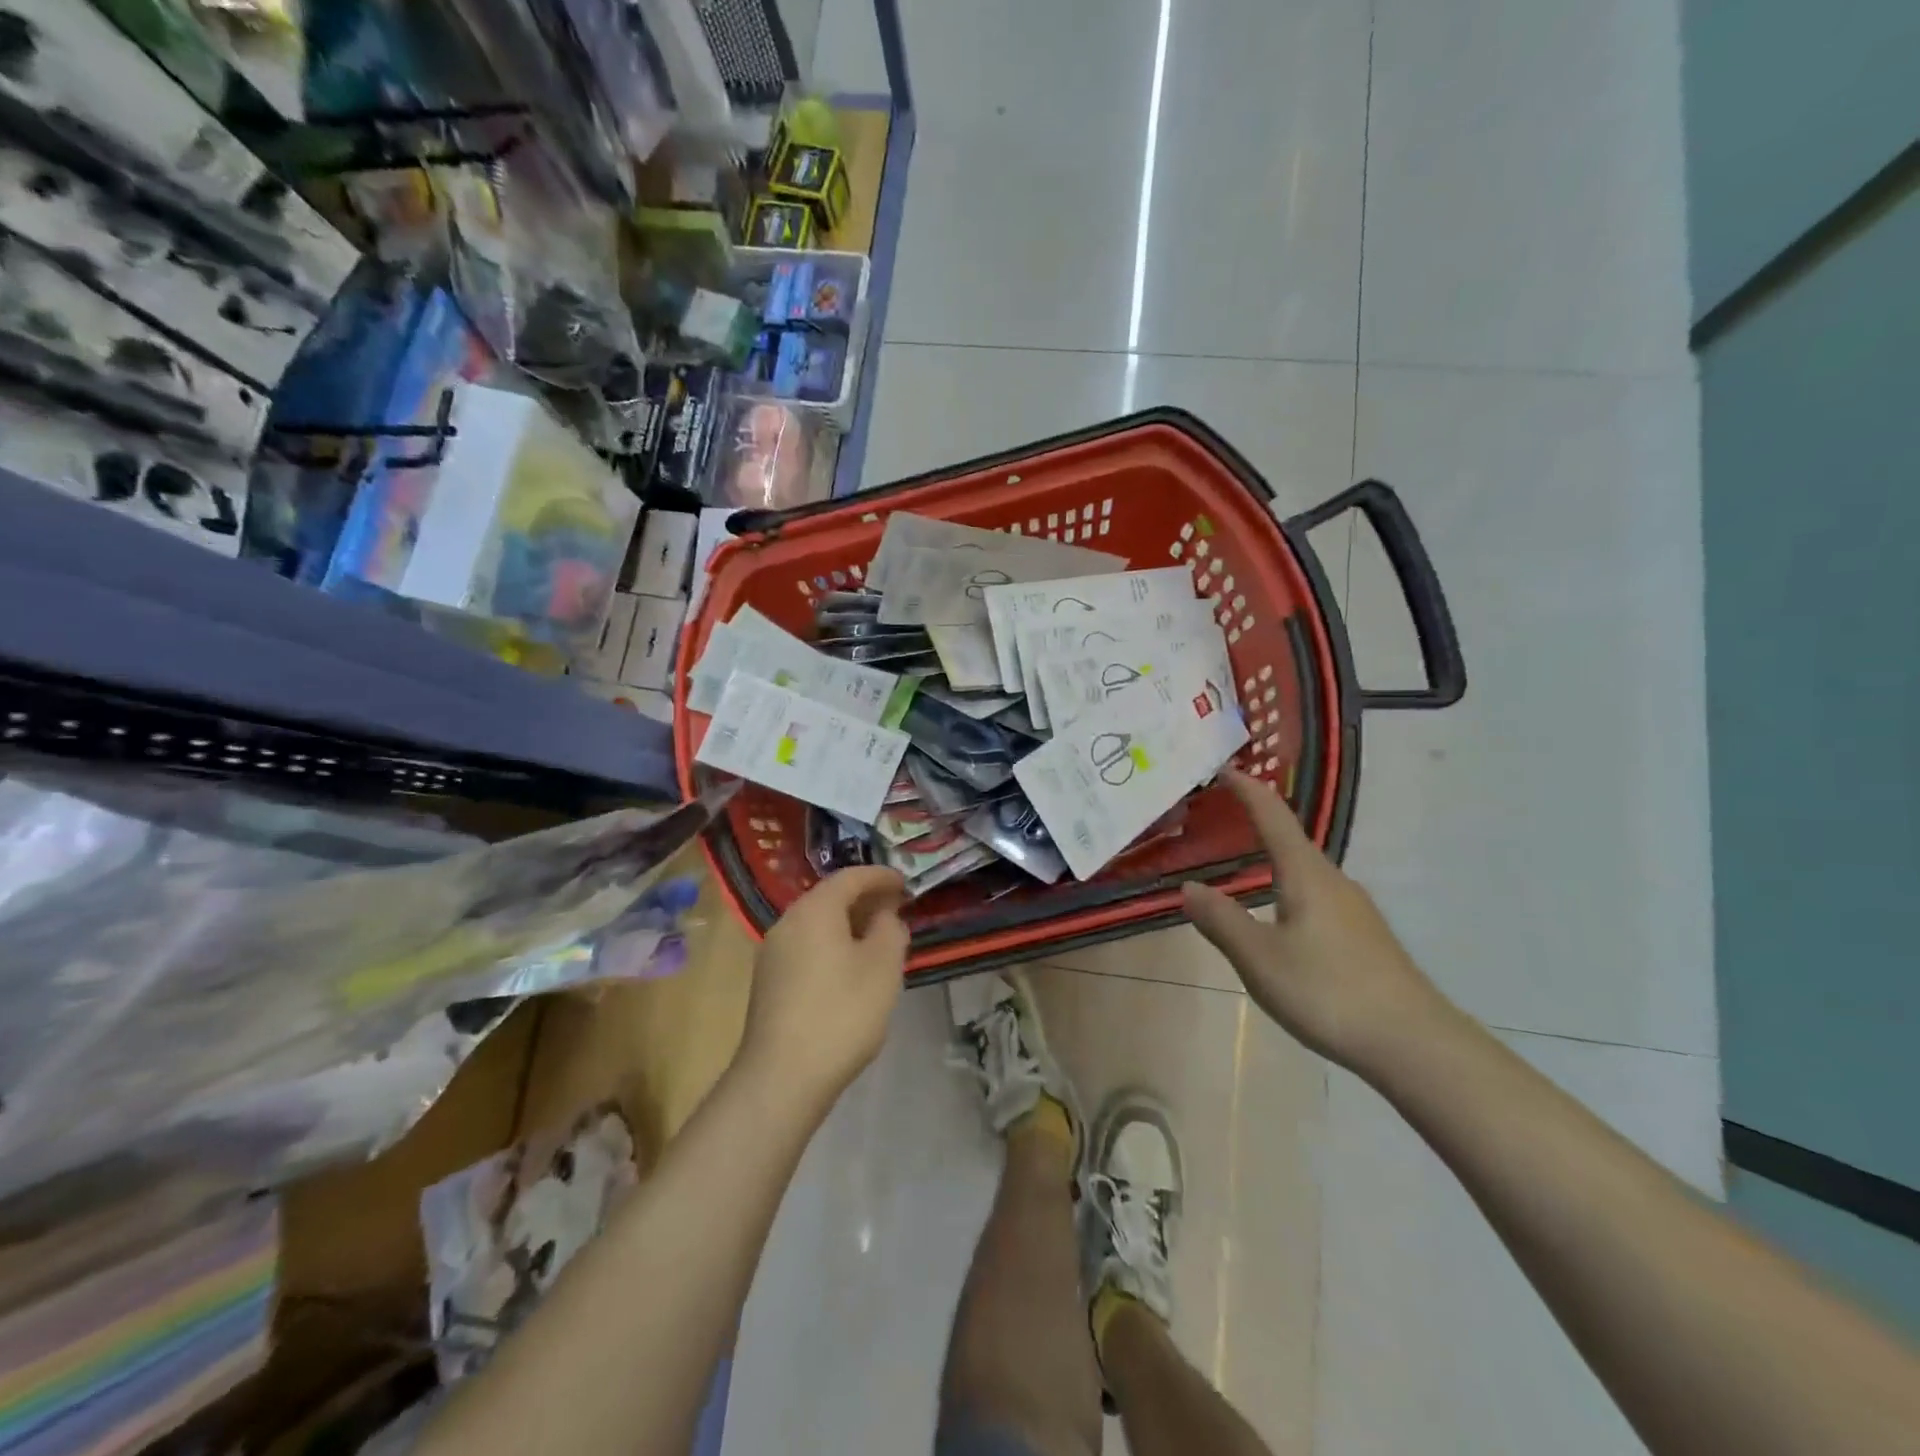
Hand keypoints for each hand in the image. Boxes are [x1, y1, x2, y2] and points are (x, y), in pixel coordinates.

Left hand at [738, 866, 910, 1106]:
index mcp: (814, 910)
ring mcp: (772, 953)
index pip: (850, 877)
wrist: (782, 1077)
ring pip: (816, 924)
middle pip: (830, 897)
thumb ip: (890, 930)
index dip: (881, 876)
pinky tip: (850, 968)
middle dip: (865, 899)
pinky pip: (806, 946)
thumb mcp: (883, 967)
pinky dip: (832, 944)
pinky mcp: (768, 981)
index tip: (905, 883)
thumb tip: (885, 916)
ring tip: (877, 938)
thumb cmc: (841, 1013)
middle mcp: (787, 922)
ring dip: (848, 923)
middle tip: (896, 908)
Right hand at [1182, 770, 1453, 1073]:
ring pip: (1304, 870)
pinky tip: (1278, 915)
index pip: (1273, 816)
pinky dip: (1287, 886)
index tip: (1223, 768)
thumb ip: (1222, 920)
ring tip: (1242, 862)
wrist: (1415, 1045)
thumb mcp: (1260, 958)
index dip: (1247, 789)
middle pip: (1291, 839)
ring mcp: (1354, 910)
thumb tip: (1188, 887)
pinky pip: (1315, 895)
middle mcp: (1333, 881)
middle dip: (1256, 821)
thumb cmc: (1329, 991)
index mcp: (1306, 875)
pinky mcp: (1363, 937)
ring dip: (1272, 857)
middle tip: (1220, 814)